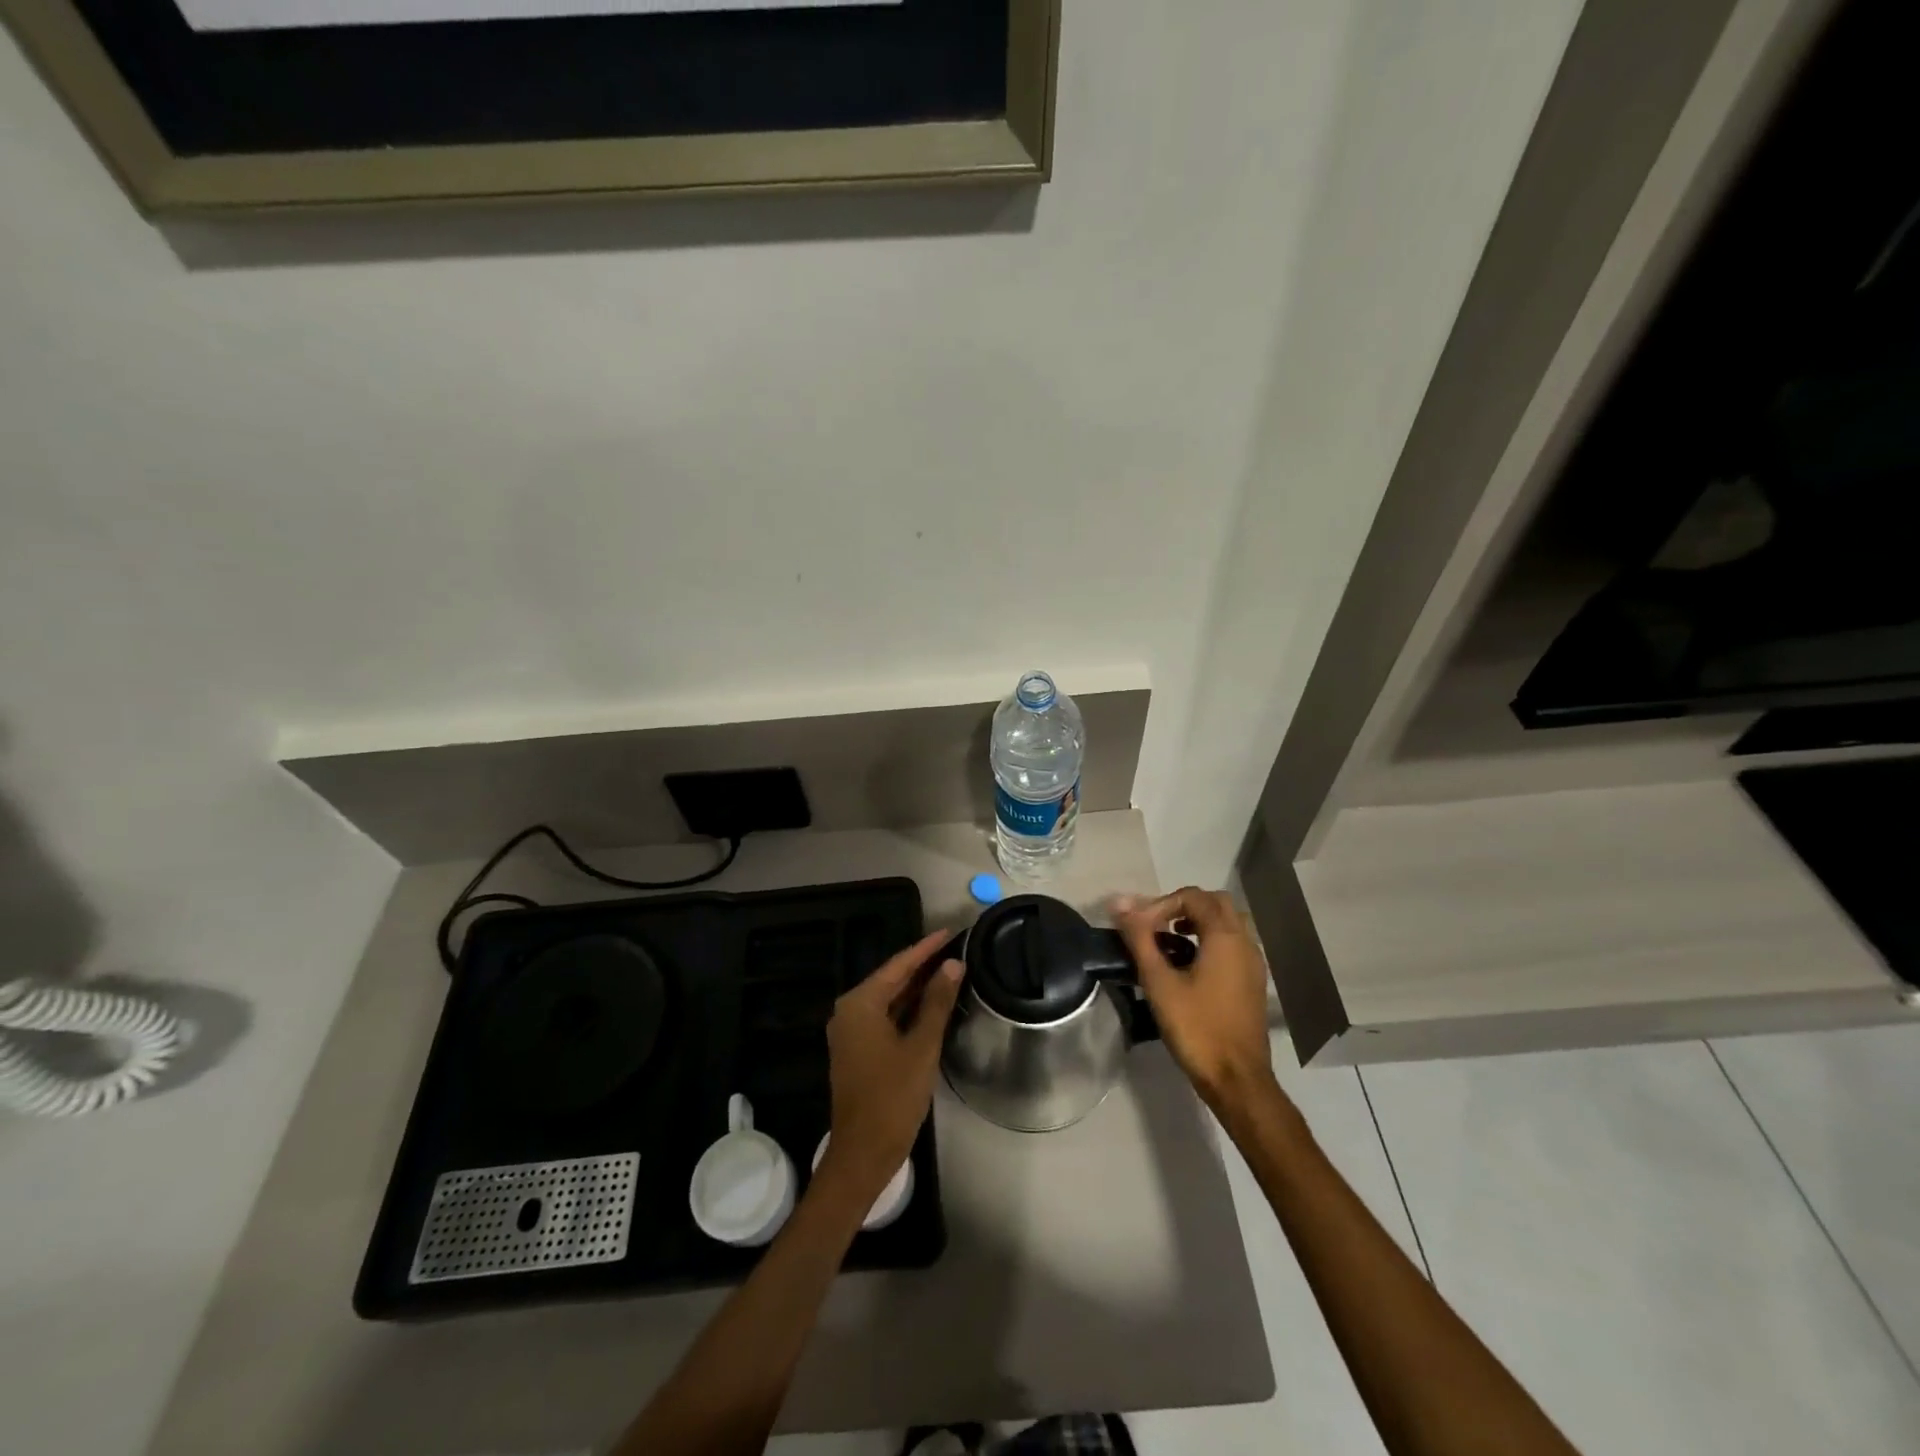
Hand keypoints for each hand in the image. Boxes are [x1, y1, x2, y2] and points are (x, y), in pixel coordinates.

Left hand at [821, 930, 961, 1199]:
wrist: (863, 1153)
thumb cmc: (893, 1097)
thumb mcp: (922, 1046)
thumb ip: (937, 1002)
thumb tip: (953, 965)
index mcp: (860, 1003)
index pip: (898, 964)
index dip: (926, 948)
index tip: (951, 931)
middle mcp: (849, 1010)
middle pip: (892, 979)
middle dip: (923, 965)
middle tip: (956, 949)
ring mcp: (851, 1031)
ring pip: (889, 999)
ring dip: (917, 987)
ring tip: (950, 971)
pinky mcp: (857, 1049)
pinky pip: (885, 1017)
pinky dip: (908, 1009)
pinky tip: (932, 1005)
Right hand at [1113, 887, 1277, 1114]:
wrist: (1237, 1079)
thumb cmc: (1196, 1028)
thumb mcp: (1159, 981)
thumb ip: (1139, 938)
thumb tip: (1119, 902)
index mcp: (1225, 937)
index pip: (1193, 896)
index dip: (1161, 904)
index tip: (1140, 926)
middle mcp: (1245, 943)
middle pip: (1215, 903)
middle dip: (1183, 907)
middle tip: (1156, 926)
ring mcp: (1253, 964)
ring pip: (1227, 924)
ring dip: (1198, 923)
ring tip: (1168, 943)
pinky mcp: (1253, 983)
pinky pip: (1233, 945)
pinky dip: (1210, 942)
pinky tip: (1187, 967)